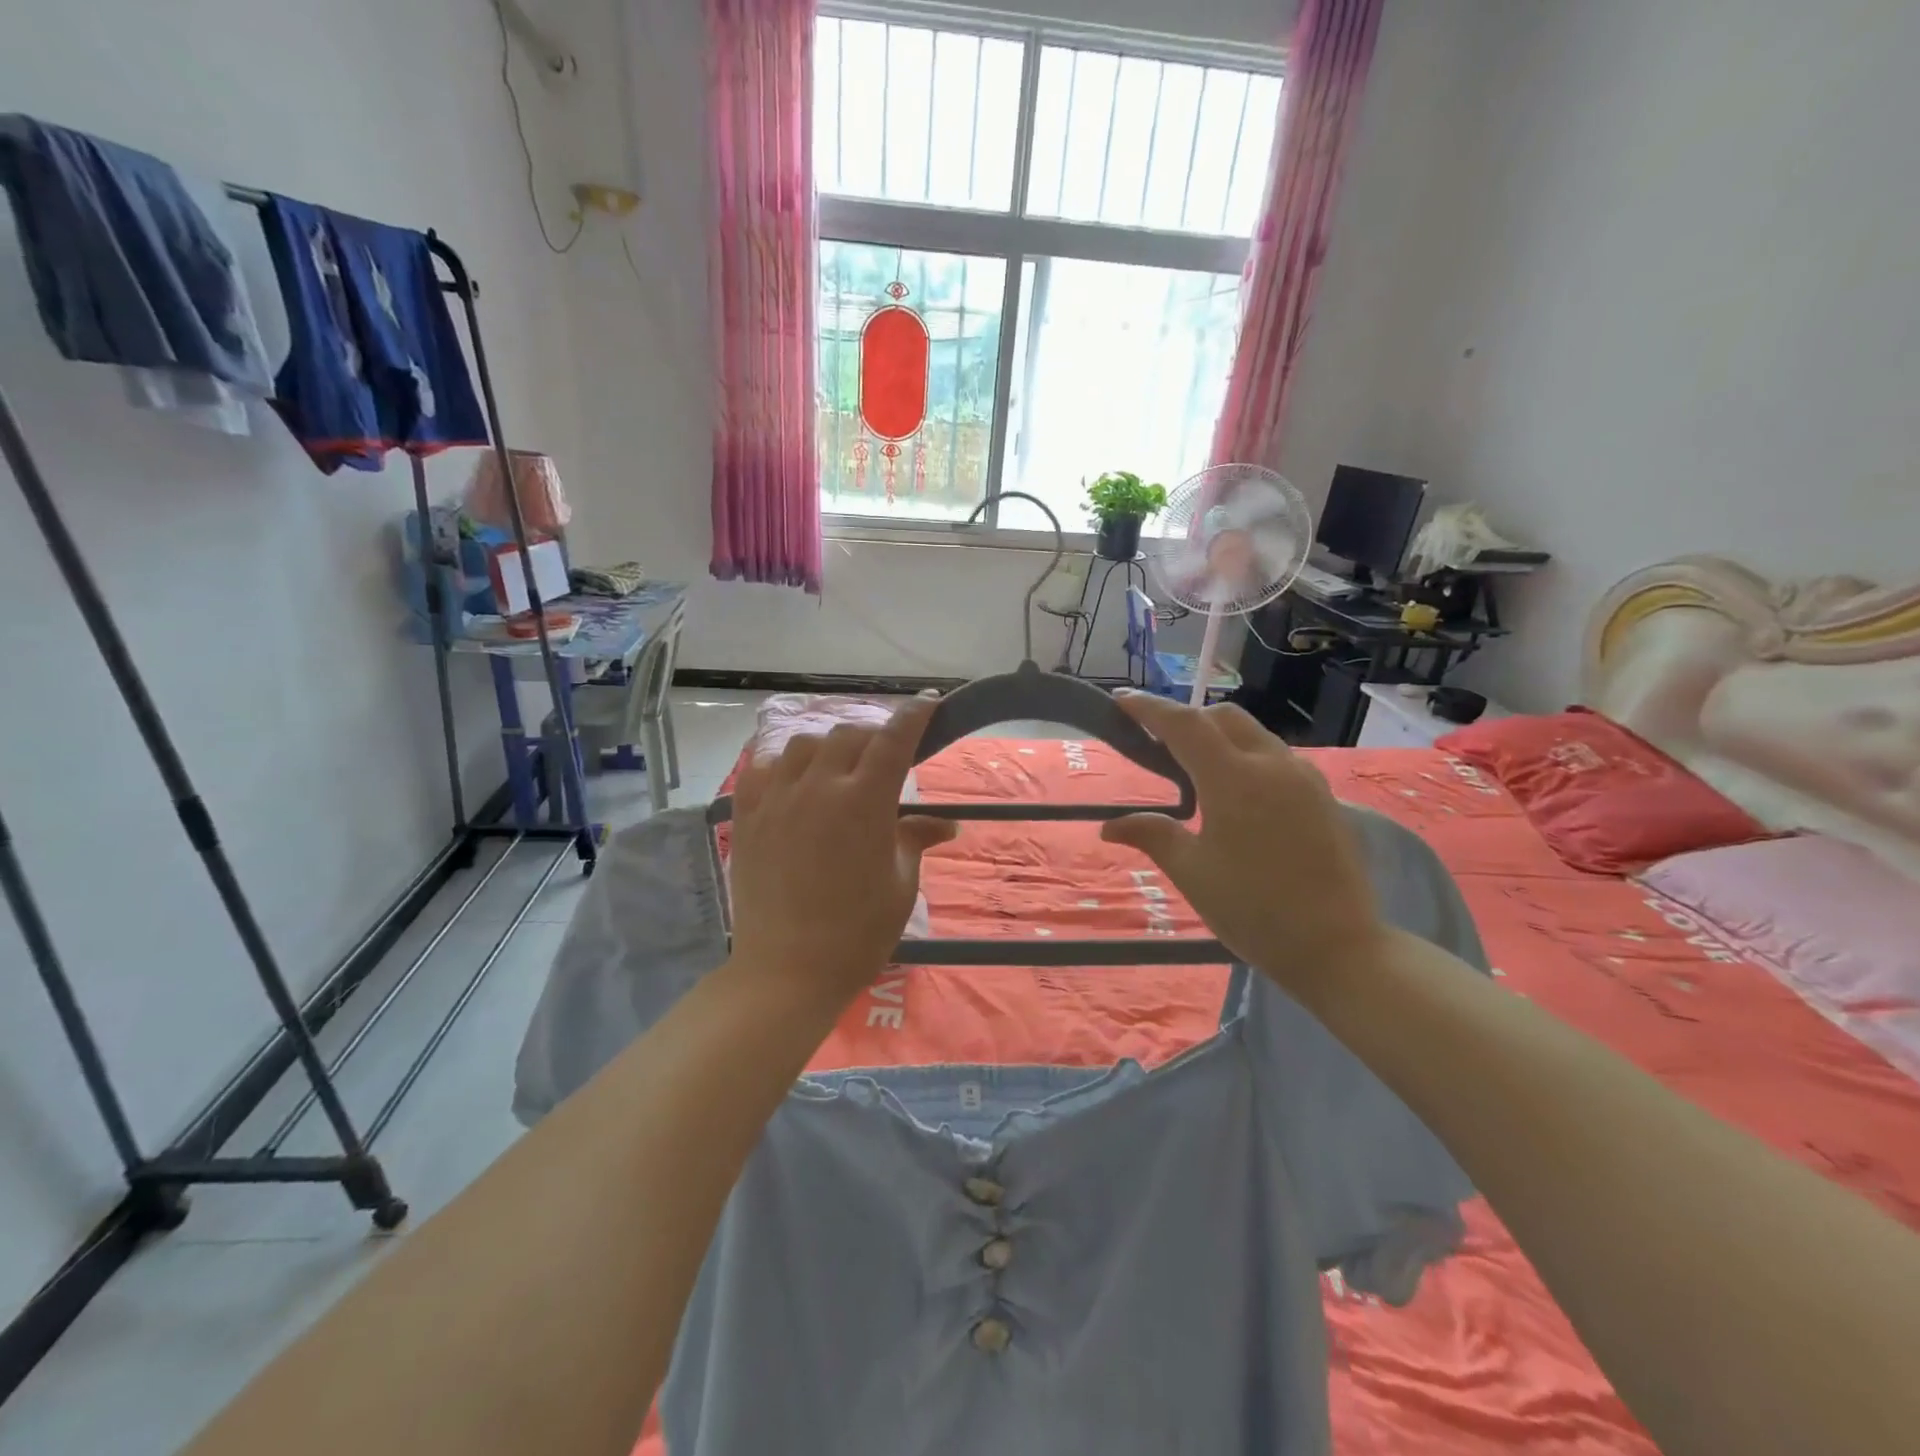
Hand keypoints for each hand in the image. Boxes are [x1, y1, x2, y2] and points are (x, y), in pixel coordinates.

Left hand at [728, 696, 957, 1005]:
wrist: (787, 970)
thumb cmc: (858, 933)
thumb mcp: (900, 885)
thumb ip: (916, 840)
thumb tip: (947, 825)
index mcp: (864, 801)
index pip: (894, 739)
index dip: (915, 714)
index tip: (929, 702)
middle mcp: (819, 787)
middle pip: (849, 734)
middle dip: (873, 737)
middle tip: (884, 760)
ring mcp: (778, 798)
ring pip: (805, 744)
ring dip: (829, 748)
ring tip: (838, 770)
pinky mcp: (748, 816)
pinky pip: (763, 769)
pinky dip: (784, 765)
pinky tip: (794, 782)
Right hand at [1100, 692, 1385, 1003]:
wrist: (1340, 948)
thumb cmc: (1255, 911)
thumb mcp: (1193, 873)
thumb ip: (1152, 836)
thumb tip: (1109, 827)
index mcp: (1234, 779)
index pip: (1185, 725)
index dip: (1150, 709)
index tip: (1121, 702)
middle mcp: (1272, 765)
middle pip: (1222, 717)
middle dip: (1186, 720)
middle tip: (1157, 745)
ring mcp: (1304, 778)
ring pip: (1253, 733)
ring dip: (1218, 737)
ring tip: (1193, 770)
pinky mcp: (1323, 796)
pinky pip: (1275, 756)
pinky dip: (1245, 756)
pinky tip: (1235, 793)